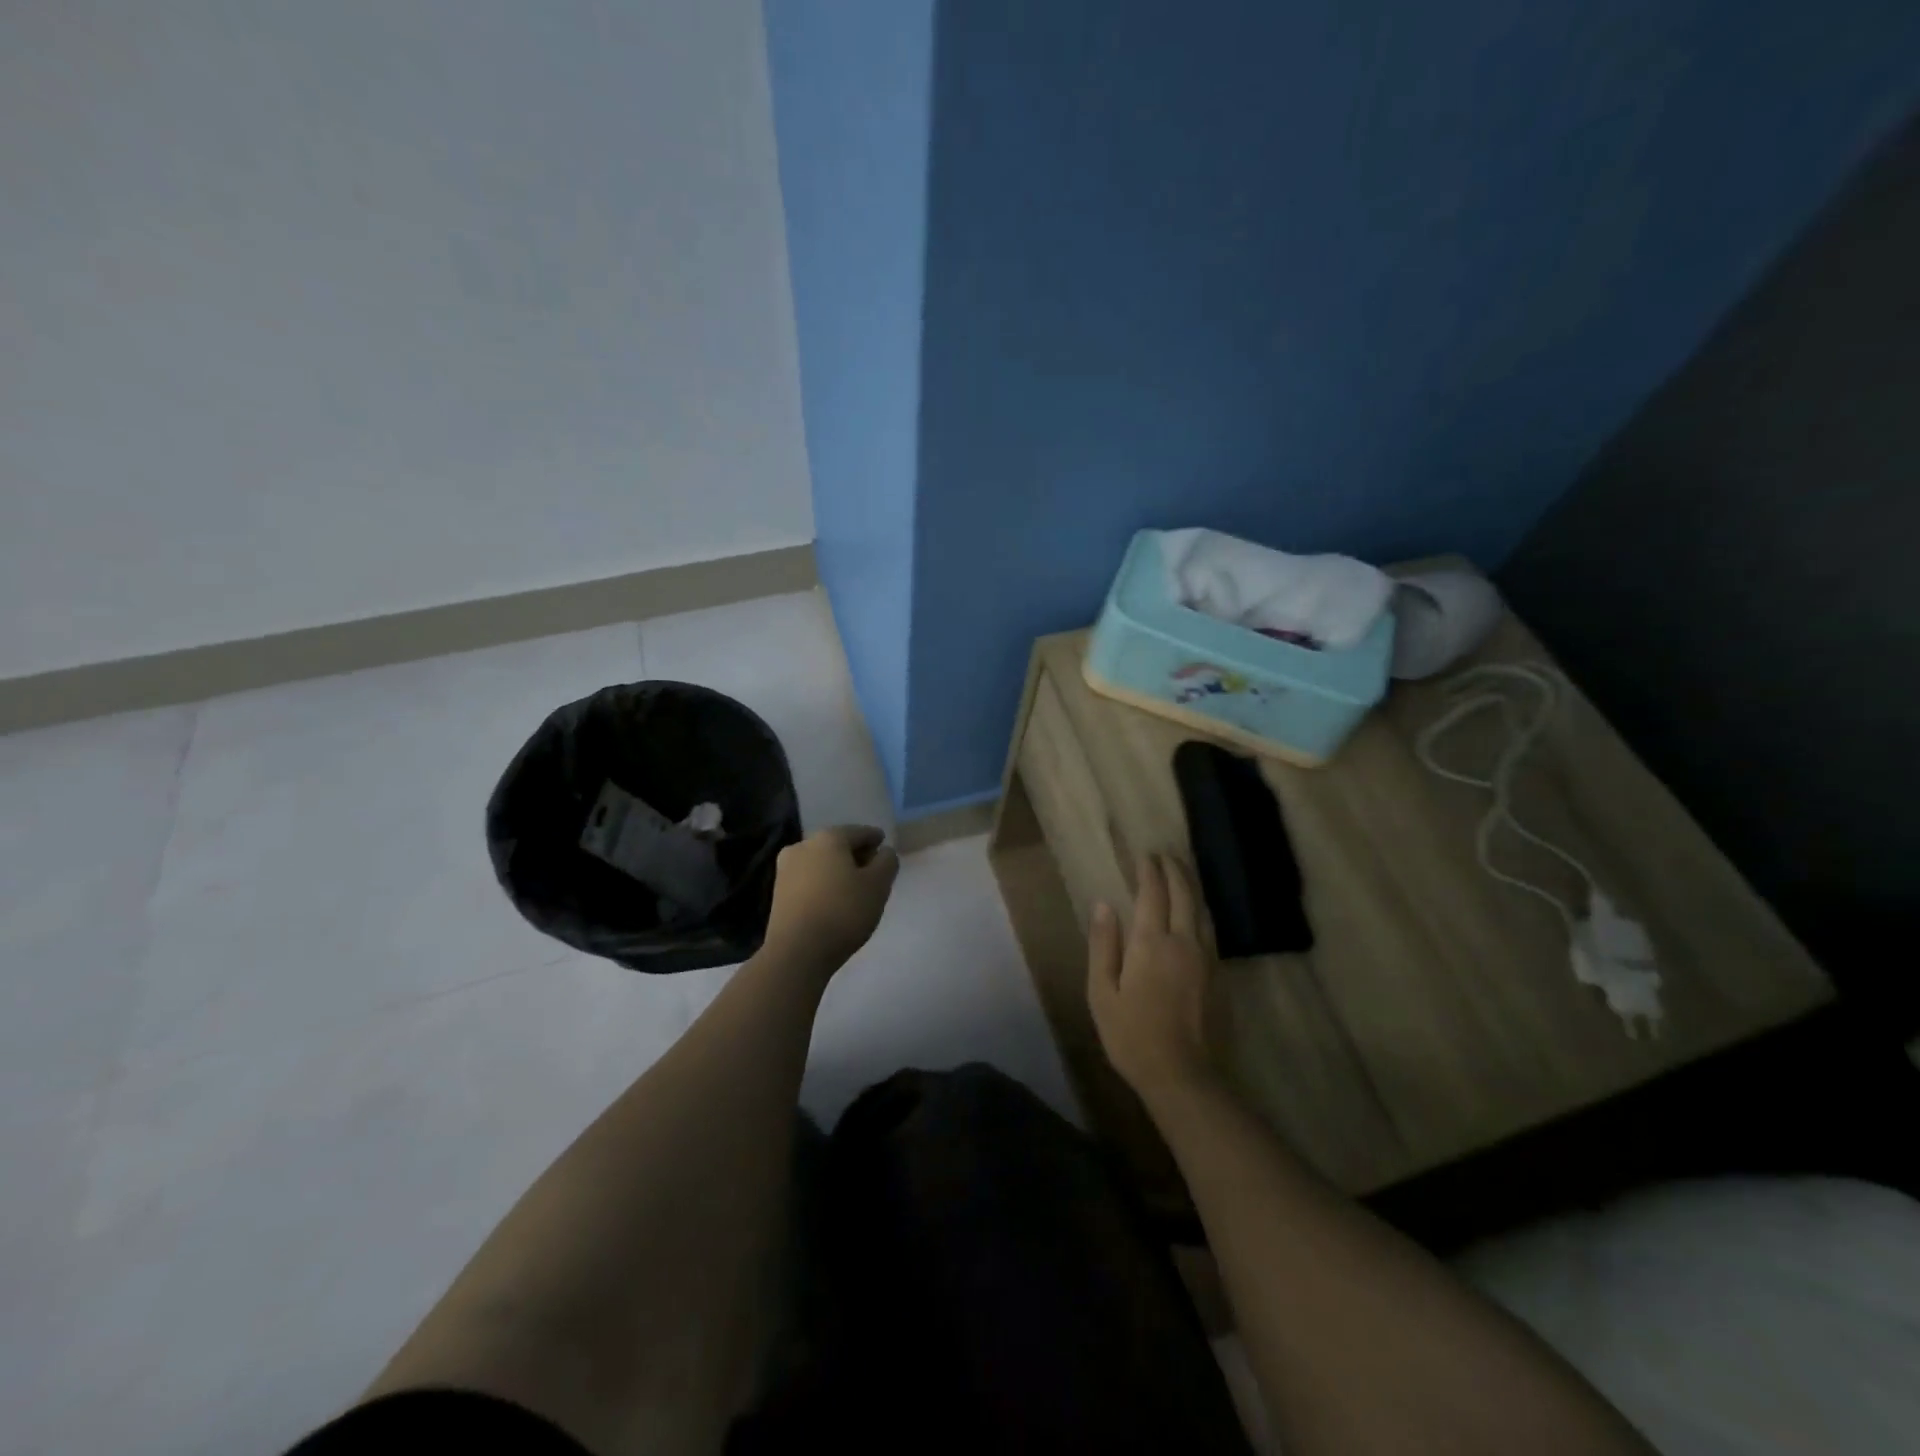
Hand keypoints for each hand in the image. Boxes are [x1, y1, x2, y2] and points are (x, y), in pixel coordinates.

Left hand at [763, 825, 899, 975]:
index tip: (885, 847)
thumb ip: (887, 862)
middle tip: (873, 870)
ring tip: (855, 888)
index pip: (859, 832)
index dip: (875, 839)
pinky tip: (834, 900)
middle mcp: (803, 845)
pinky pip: (809, 879)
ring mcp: (786, 868)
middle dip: (856, 855)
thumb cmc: (843, 912)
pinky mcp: (778, 892)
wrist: (797, 952)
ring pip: (821, 862)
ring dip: (838, 870)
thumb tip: (884, 852)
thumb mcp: (878, 886)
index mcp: (829, 838)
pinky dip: (823, 883)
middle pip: (837, 845)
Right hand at [1088, 853, 1218, 1102]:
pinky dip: (1201, 910)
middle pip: (1184, 893)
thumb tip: (1103, 905)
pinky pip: (1210, 929)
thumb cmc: (1132, 1035)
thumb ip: (1103, 945)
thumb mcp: (1102, 992)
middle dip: (1174, 870)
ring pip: (1202, 909)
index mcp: (1151, 943)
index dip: (1149, 871)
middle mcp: (1183, 941)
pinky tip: (1196, 913)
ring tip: (1181, 874)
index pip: (1153, 893)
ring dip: (1191, 886)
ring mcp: (1206, 957)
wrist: (1183, 1075)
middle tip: (1164, 856)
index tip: (1144, 855)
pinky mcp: (1218, 974)